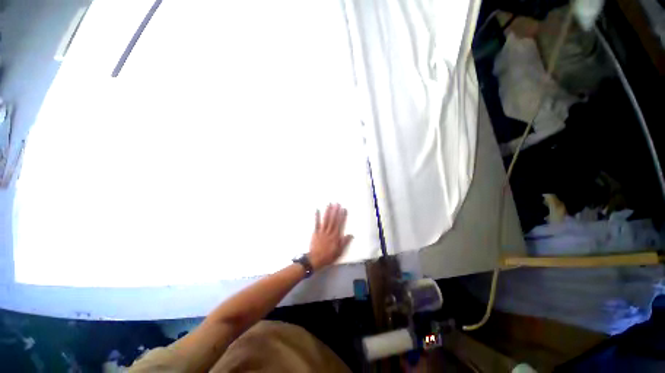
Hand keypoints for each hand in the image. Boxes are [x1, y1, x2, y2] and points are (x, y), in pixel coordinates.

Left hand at [308, 204, 353, 270]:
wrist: (316, 259)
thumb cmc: (328, 256)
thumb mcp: (339, 251)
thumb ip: (344, 242)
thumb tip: (351, 234)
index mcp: (335, 236)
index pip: (340, 224)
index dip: (342, 216)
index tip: (344, 209)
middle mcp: (329, 231)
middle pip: (333, 220)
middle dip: (335, 211)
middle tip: (337, 203)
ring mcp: (322, 231)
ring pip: (326, 219)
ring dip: (328, 211)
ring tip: (329, 204)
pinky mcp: (316, 232)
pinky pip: (316, 223)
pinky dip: (317, 216)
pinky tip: (317, 210)